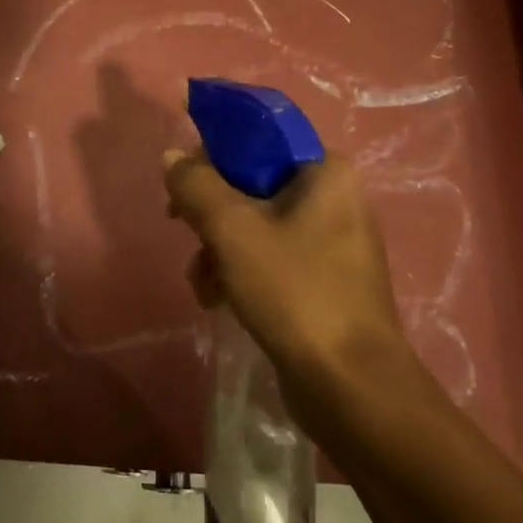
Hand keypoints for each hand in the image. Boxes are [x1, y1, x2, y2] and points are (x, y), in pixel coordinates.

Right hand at [163, 149, 407, 393]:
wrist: (350, 386)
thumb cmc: (295, 292)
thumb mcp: (233, 230)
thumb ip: (196, 185)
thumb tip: (172, 156)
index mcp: (326, 171)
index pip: (259, 136)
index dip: (213, 148)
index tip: (180, 175)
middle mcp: (334, 197)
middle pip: (252, 182)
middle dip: (211, 211)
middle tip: (181, 226)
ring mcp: (332, 241)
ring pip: (255, 223)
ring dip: (219, 247)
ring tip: (203, 282)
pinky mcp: (324, 280)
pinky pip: (270, 257)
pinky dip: (240, 271)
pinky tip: (218, 300)